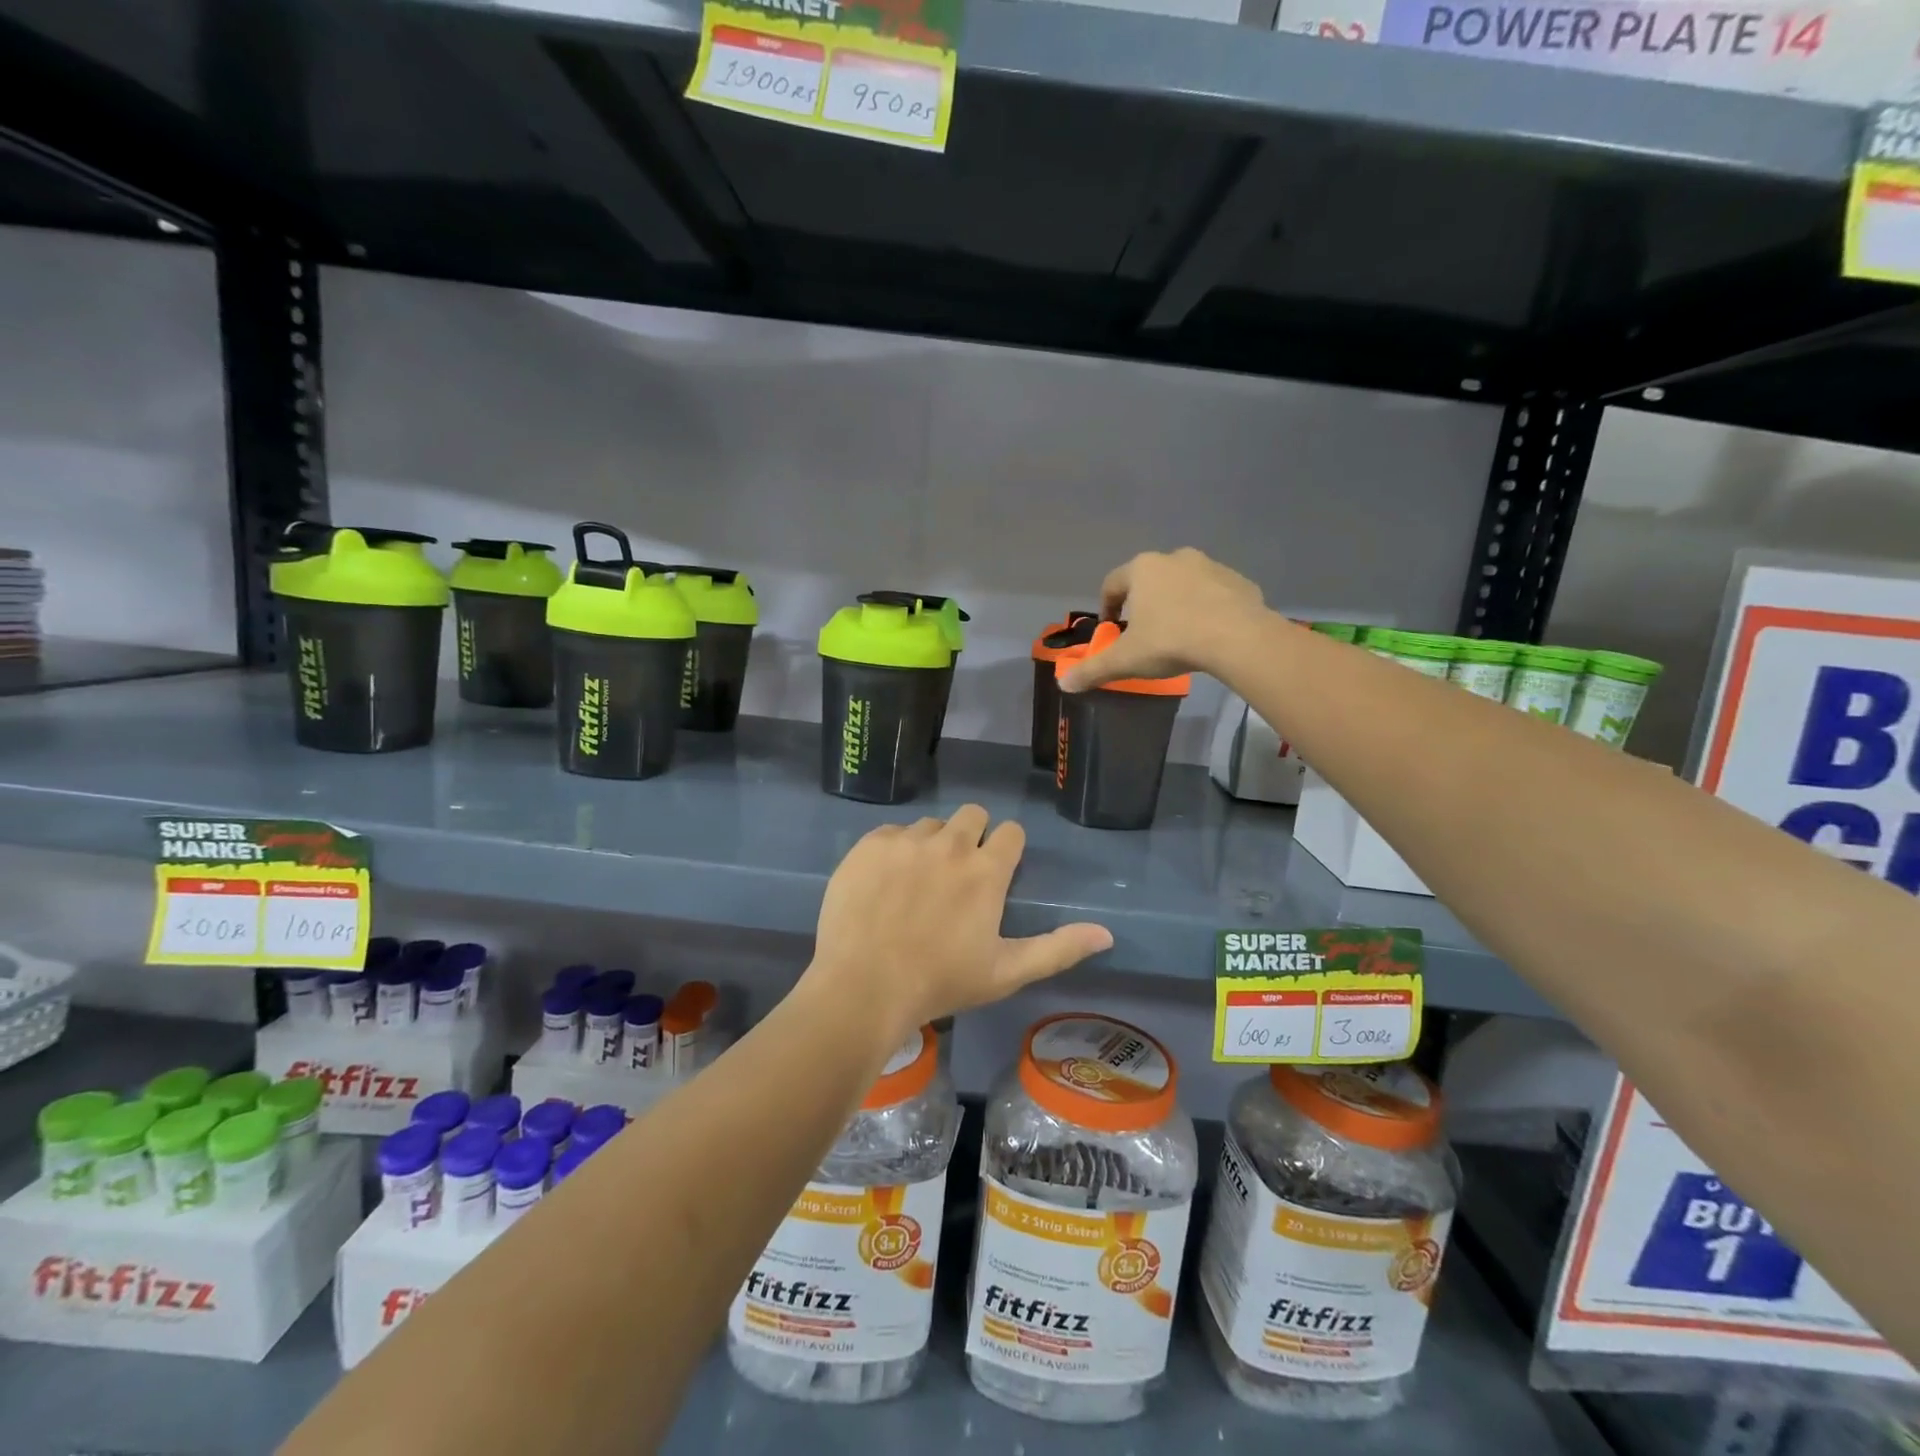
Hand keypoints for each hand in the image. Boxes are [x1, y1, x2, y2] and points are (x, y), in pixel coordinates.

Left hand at [806, 806, 1112, 1046]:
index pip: (1010, 832)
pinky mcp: (870, 845)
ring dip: (931, 844)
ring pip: (930, 825)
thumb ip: (1059, 949)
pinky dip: (893, 851)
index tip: (995, 872)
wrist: (864, 986)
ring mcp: (906, 841)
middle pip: (973, 815)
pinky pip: (891, 833)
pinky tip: (884, 884)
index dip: (1006, 848)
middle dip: (972, 835)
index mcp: (986, 870)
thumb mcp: (1006, 972)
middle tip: (957, 874)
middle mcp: (950, 843)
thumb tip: (1107, 933)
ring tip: (916, 884)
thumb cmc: (941, 982)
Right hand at [1058, 548, 1265, 691]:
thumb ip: (1093, 670)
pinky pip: (1215, 593)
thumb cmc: (1171, 641)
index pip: (1112, 584)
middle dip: (1144, 604)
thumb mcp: (1125, 660)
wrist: (1237, 638)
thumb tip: (1063, 684)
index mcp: (1142, 569)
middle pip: (1150, 580)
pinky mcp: (1239, 580)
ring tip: (1179, 634)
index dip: (1106, 607)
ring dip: (1177, 603)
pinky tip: (1210, 633)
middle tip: (1145, 633)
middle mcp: (1174, 558)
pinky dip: (1208, 608)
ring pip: (1184, 584)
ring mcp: (1210, 565)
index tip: (1111, 630)